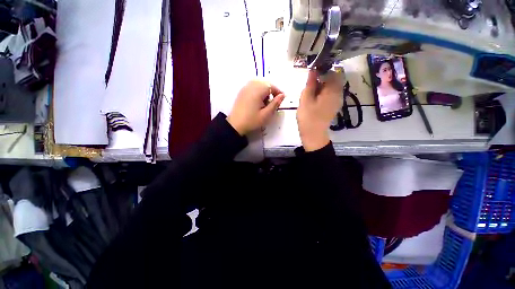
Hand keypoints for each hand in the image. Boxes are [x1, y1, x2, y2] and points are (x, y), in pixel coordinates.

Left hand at [227, 80, 284, 135]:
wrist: (235, 125)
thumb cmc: (251, 121)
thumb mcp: (266, 114)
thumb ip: (275, 104)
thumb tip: (282, 95)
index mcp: (258, 91)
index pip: (271, 86)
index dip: (278, 92)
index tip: (281, 99)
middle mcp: (251, 86)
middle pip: (265, 83)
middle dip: (271, 91)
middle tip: (272, 102)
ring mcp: (245, 88)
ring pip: (259, 84)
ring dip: (264, 91)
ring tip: (264, 103)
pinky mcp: (242, 92)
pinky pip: (252, 86)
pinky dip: (257, 91)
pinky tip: (257, 101)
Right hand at [297, 70, 342, 151]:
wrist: (313, 134)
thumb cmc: (308, 117)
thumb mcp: (306, 99)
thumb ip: (310, 84)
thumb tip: (313, 70)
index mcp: (332, 91)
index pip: (332, 72)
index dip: (322, 69)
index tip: (311, 73)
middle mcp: (339, 93)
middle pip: (334, 78)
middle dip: (322, 77)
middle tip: (310, 83)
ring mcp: (338, 100)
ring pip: (332, 86)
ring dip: (322, 85)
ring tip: (311, 91)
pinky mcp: (334, 105)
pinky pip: (331, 93)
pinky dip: (324, 91)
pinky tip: (315, 97)